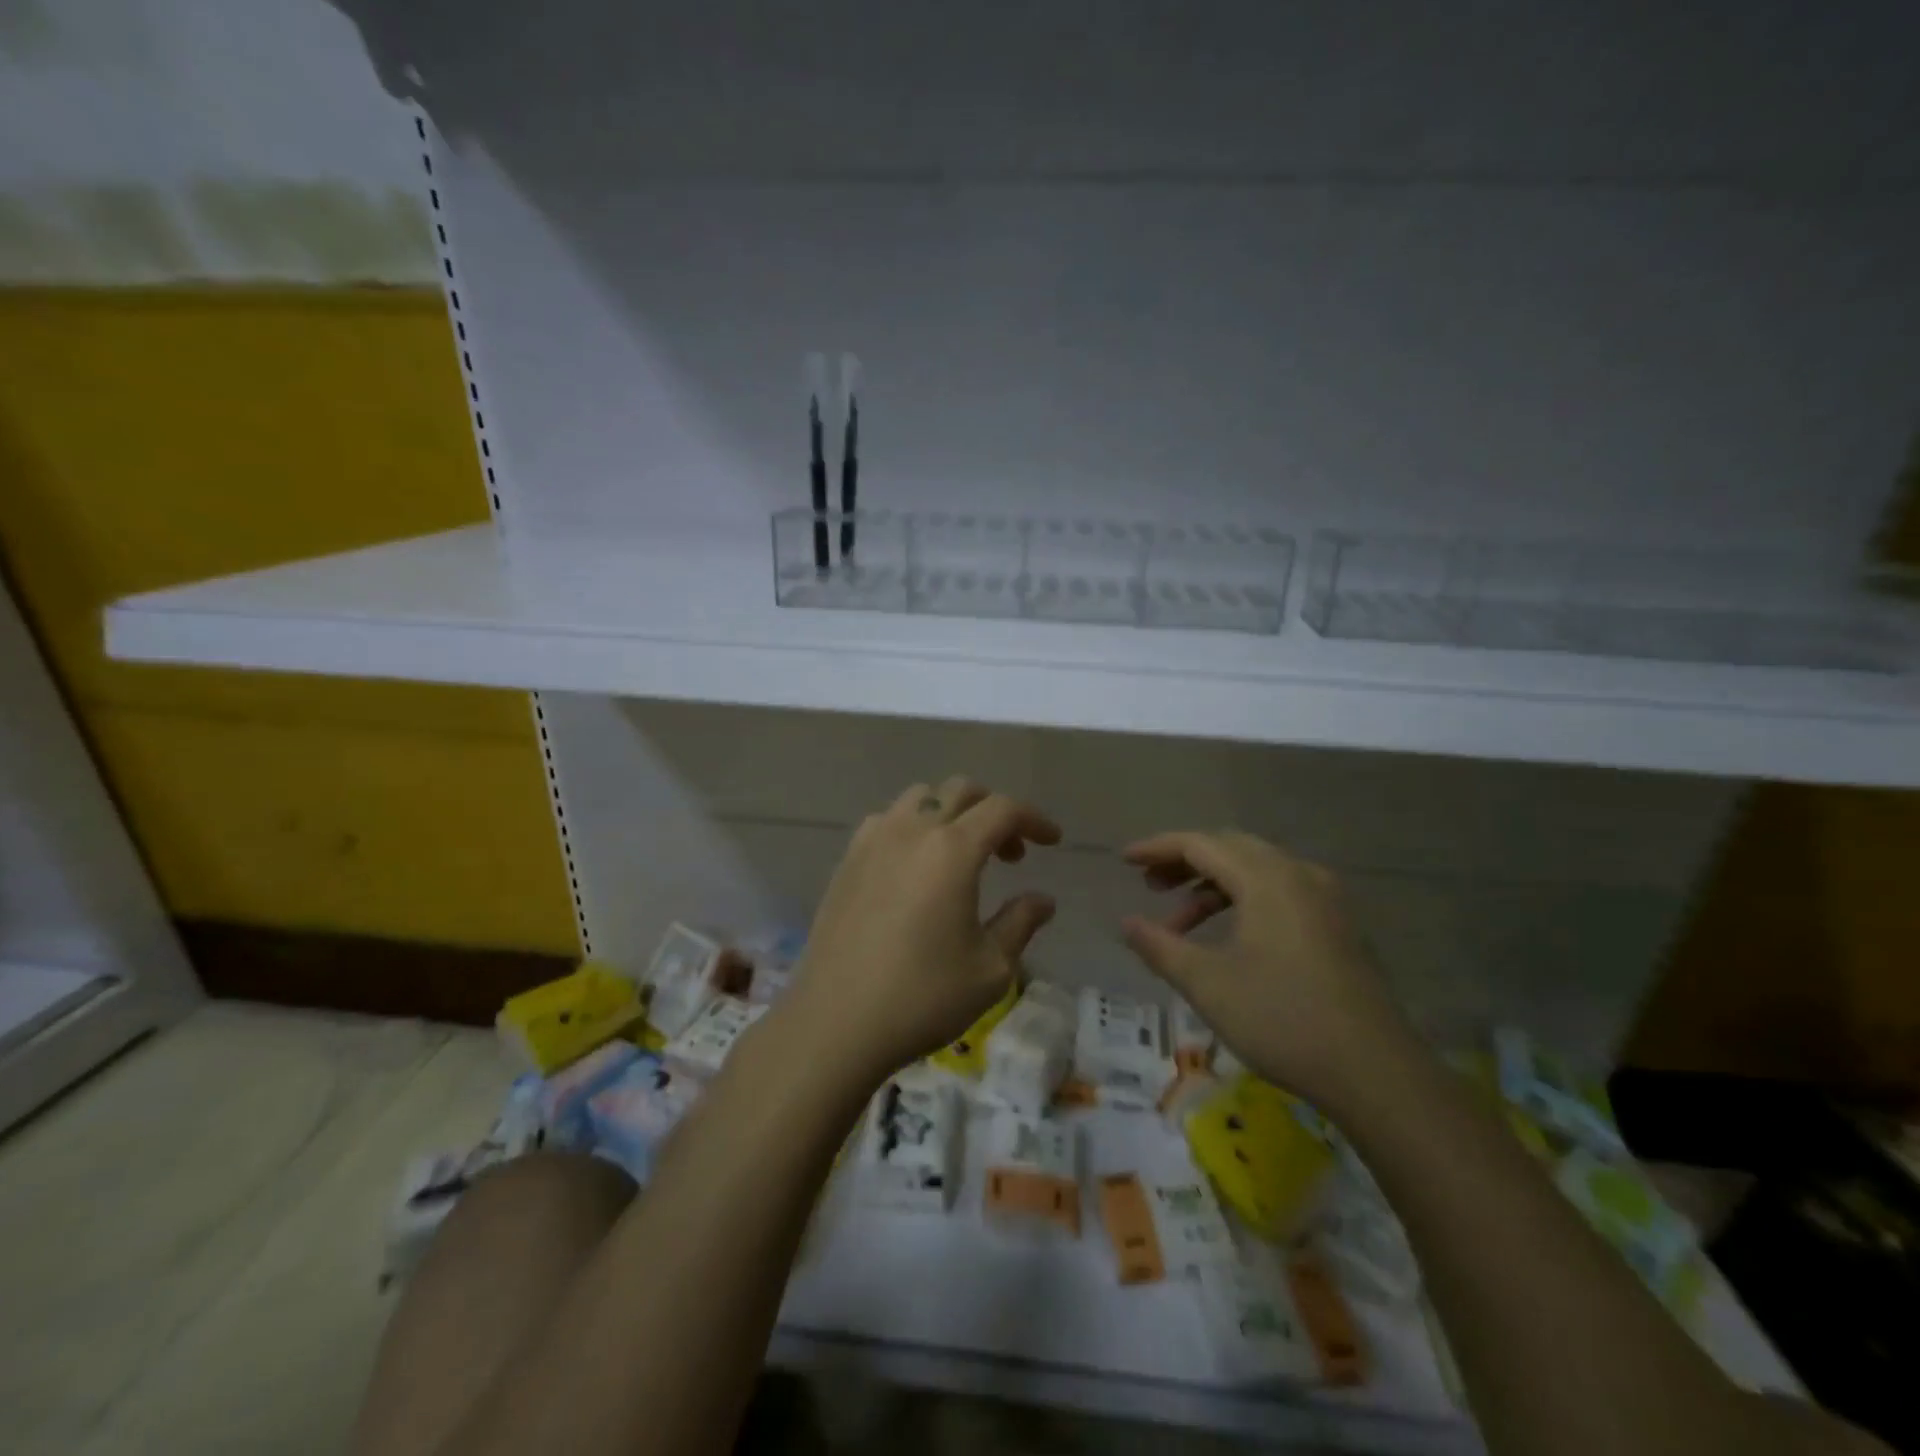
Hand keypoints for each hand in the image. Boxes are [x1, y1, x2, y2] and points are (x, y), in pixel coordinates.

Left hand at [785, 778, 1061, 1086]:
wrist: (835, 1022)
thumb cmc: (922, 997)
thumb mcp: (990, 969)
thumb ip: (1020, 923)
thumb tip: (1043, 900)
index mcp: (952, 850)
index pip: (1002, 809)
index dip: (1034, 819)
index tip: (1053, 841)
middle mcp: (911, 831)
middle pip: (960, 791)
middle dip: (994, 812)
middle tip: (1011, 854)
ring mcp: (872, 841)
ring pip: (919, 799)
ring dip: (951, 813)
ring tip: (961, 855)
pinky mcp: (847, 861)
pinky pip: (887, 821)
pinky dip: (913, 827)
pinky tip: (915, 867)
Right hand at [1119, 830, 1411, 1110]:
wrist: (1376, 1073)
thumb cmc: (1282, 1019)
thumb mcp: (1207, 984)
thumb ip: (1160, 946)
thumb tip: (1127, 923)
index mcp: (1267, 879)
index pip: (1200, 844)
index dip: (1157, 848)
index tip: (1124, 860)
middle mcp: (1298, 874)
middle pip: (1230, 849)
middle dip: (1184, 862)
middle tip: (1150, 885)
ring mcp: (1325, 899)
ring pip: (1256, 871)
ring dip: (1213, 886)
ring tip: (1179, 922)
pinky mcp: (1337, 926)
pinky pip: (1279, 892)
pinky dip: (1243, 901)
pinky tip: (1227, 937)